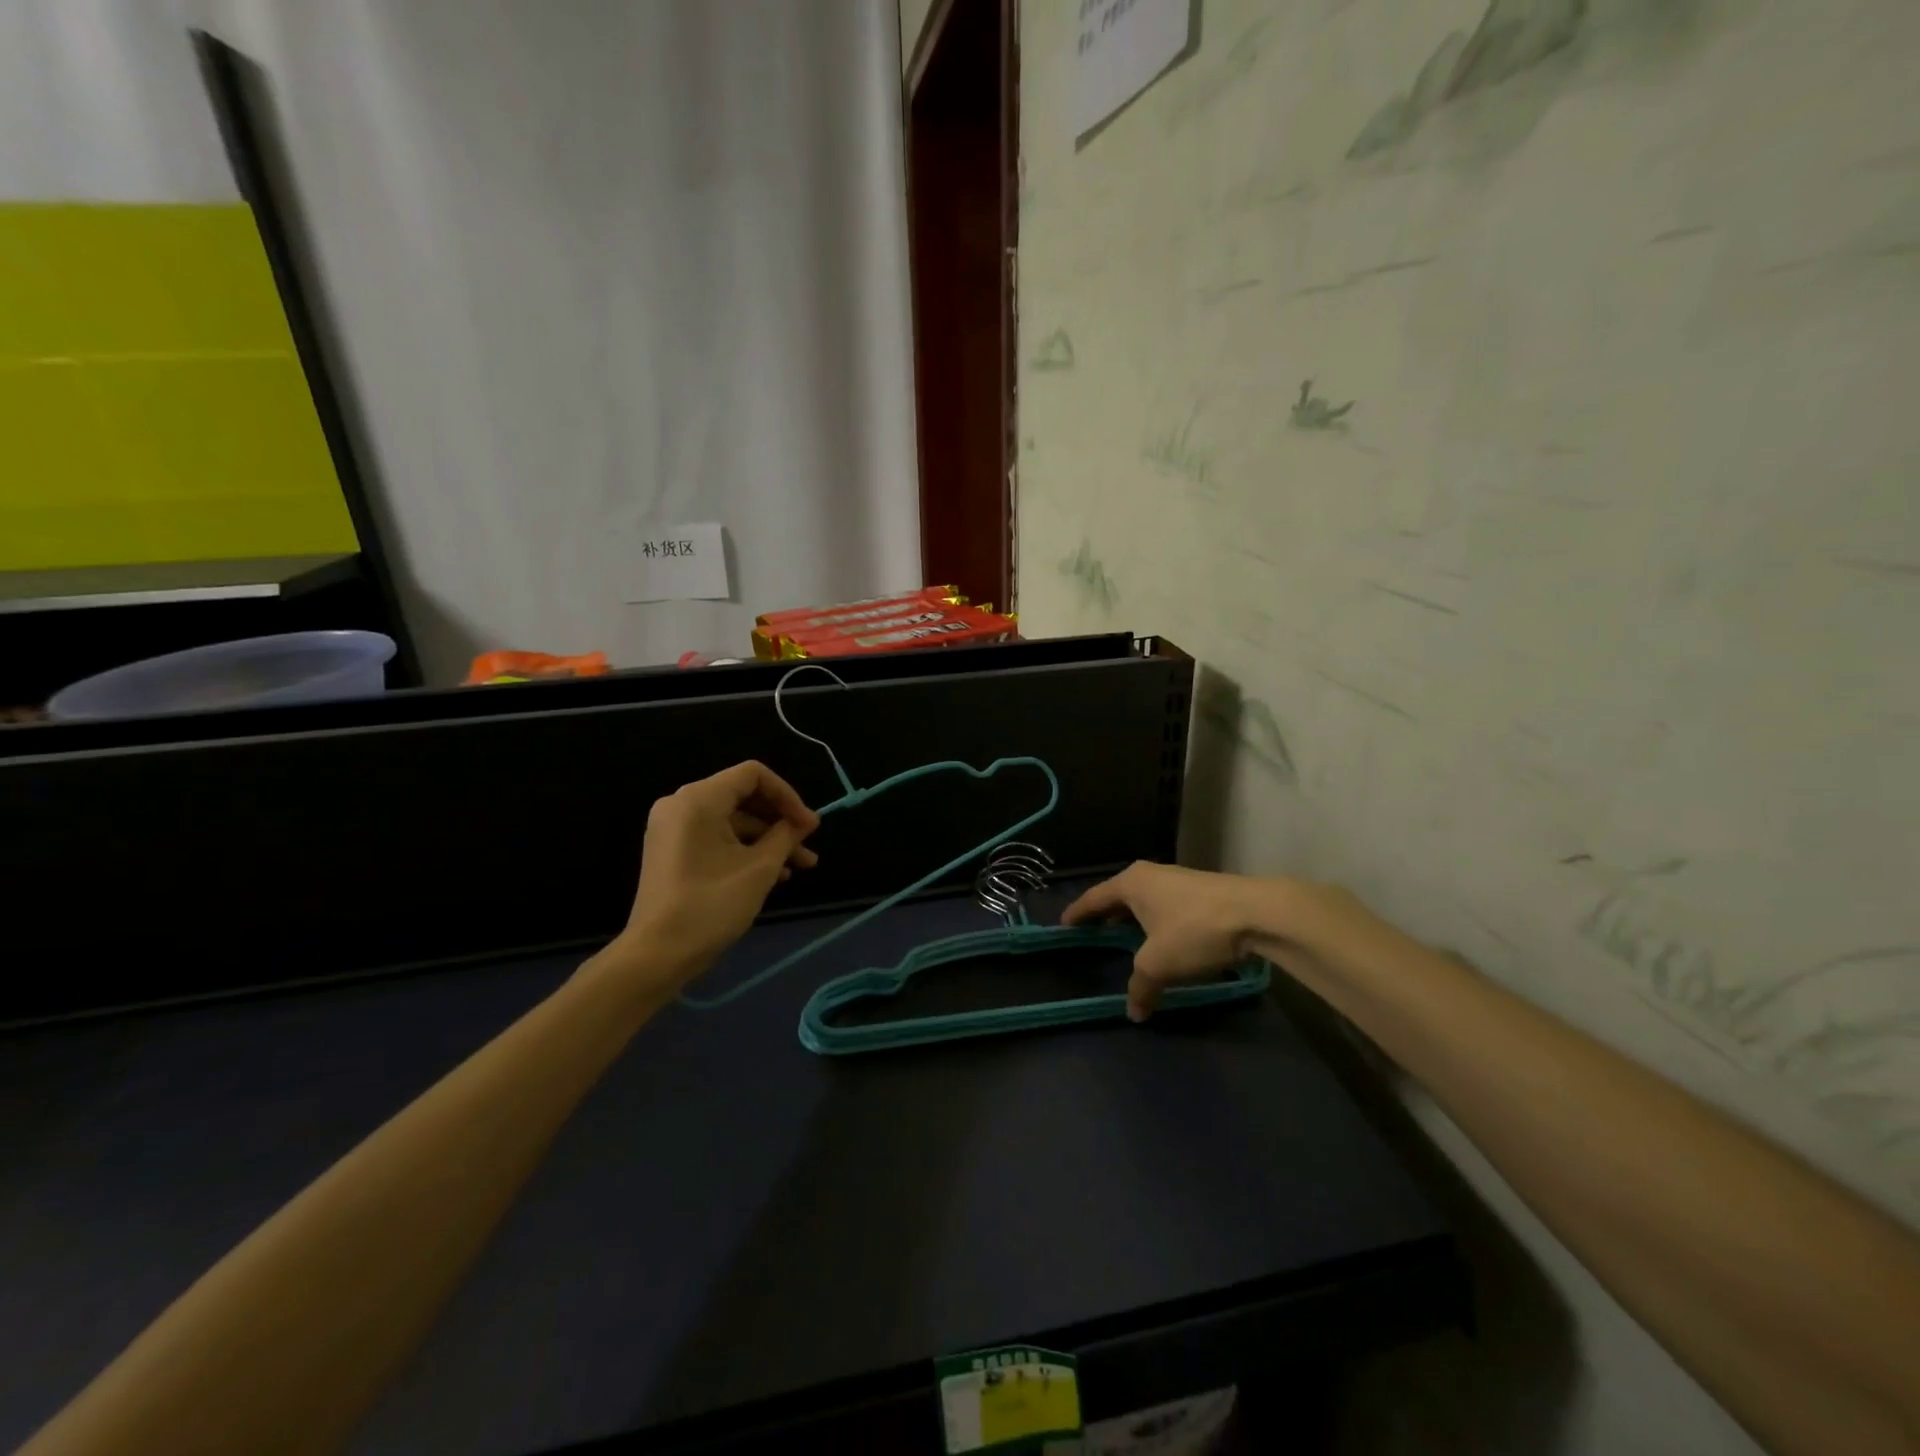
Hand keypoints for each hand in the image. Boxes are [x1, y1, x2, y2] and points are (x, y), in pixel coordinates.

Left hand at [615, 761, 820, 983]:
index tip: (808, 825)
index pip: (753, 775)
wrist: (656, 955)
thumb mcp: (759, 869)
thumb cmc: (711, 905)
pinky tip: (774, 873)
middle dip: (780, 820)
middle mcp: (681, 804)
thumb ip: (786, 836)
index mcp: (698, 799)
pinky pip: (716, 836)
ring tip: (800, 866)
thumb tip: (805, 821)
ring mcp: (673, 828)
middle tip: (809, 844)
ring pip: (732, 820)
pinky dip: (745, 848)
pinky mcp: (672, 850)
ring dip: (768, 839)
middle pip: (743, 796)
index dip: (787, 795)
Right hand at [1063, 862, 1269, 1020]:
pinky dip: (1155, 923)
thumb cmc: (1194, 930)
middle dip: (1105, 916)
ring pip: (1145, 902)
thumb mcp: (1159, 964)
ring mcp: (1177, 880)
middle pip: (1118, 897)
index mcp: (1130, 883)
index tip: (1063, 925)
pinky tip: (1162, 941)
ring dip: (1134, 921)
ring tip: (1126, 941)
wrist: (1257, 913)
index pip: (1093, 898)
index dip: (1077, 914)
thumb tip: (1133, 1012)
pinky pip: (1165, 907)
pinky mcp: (1201, 891)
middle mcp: (1150, 875)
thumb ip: (1141, 987)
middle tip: (1092, 935)